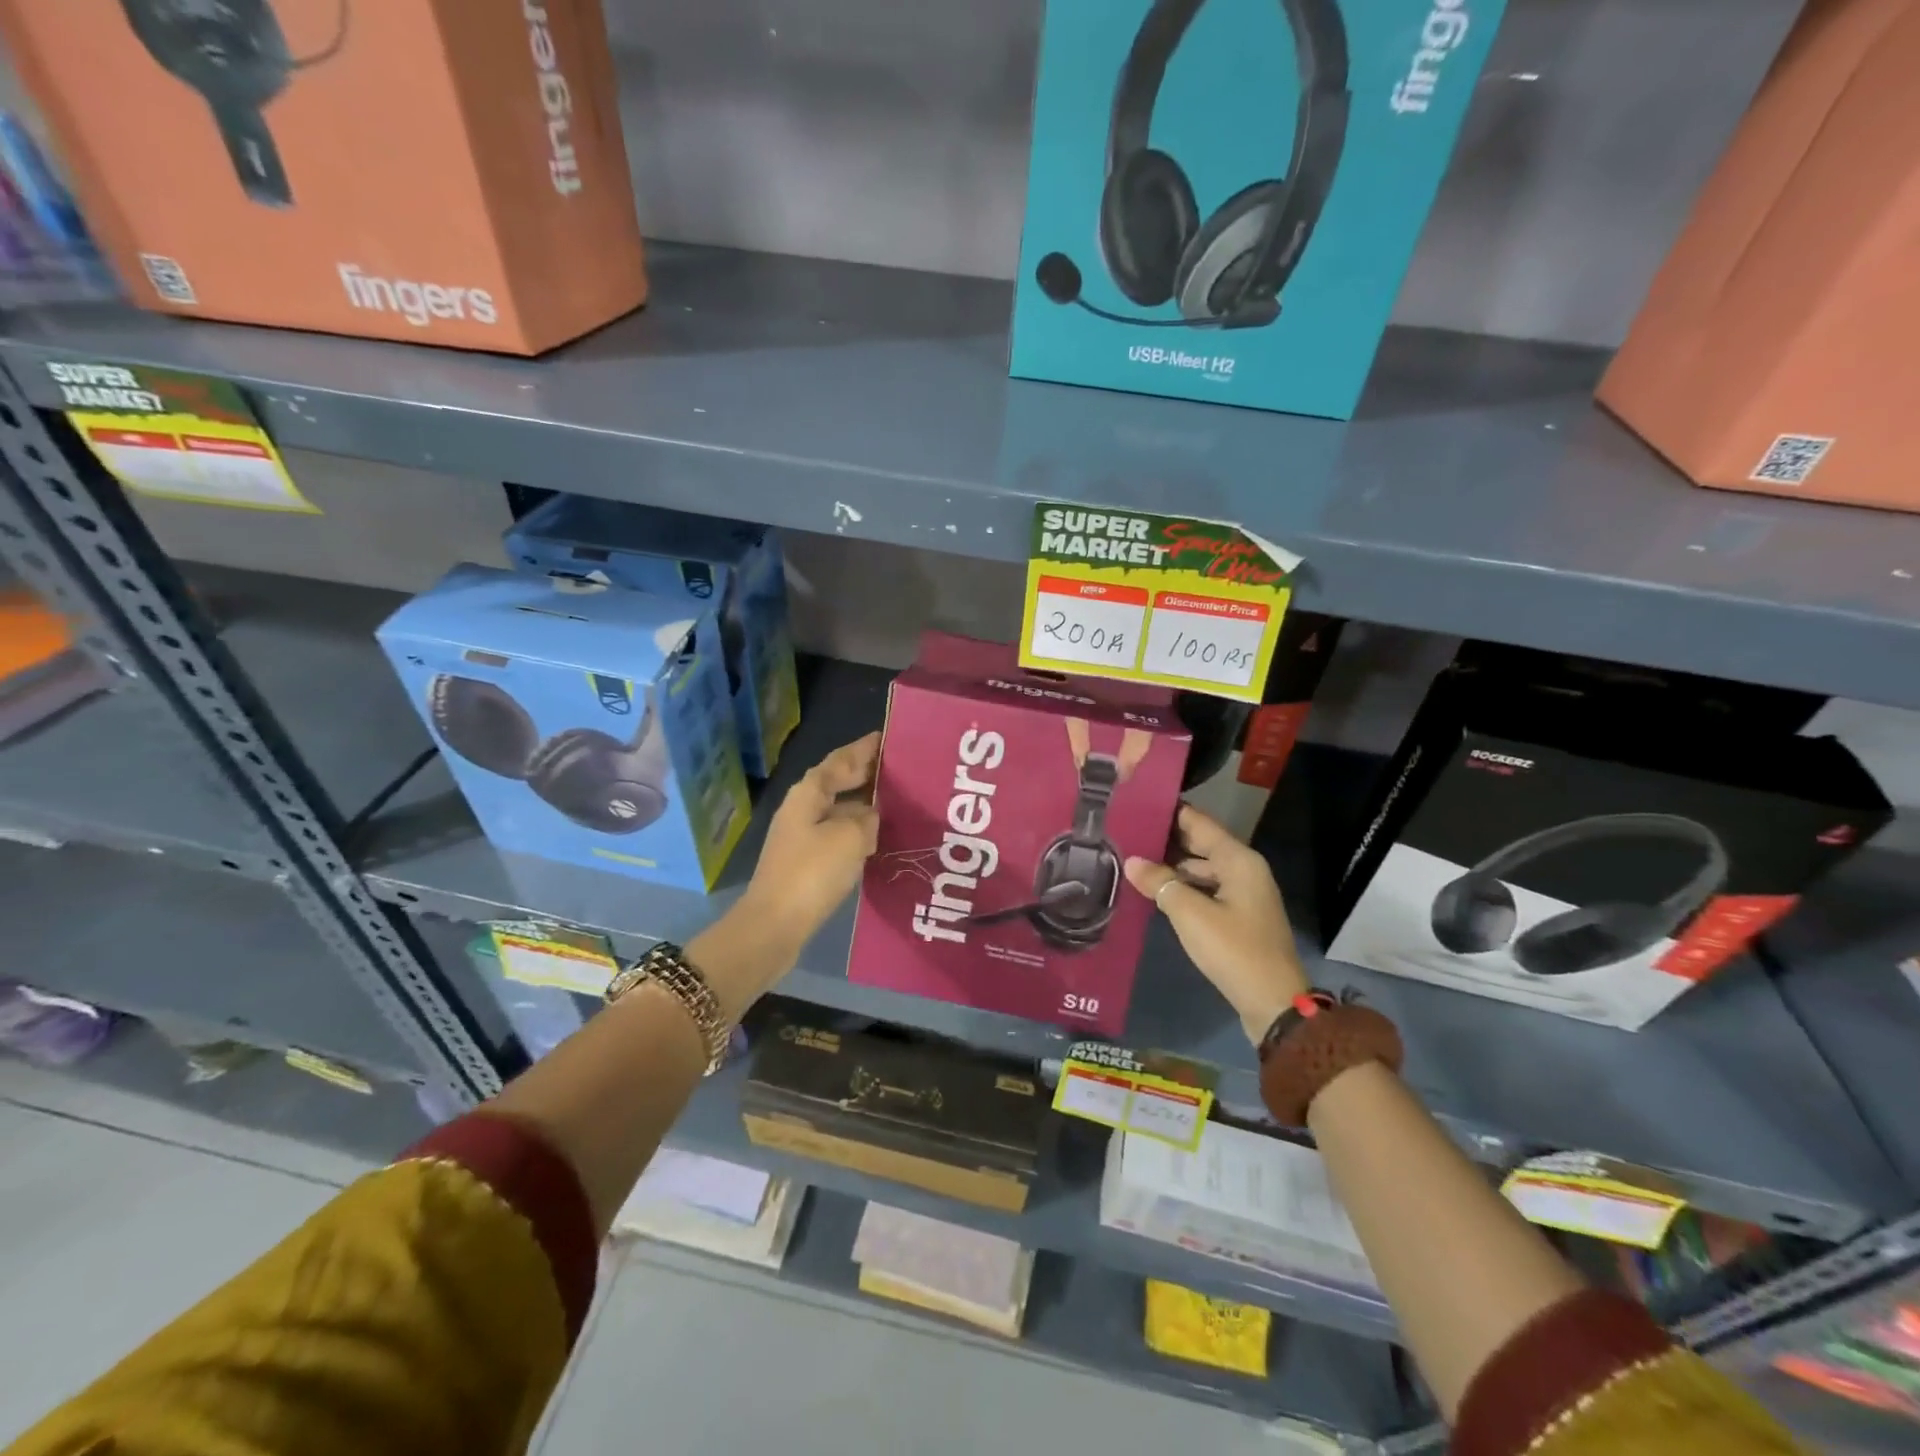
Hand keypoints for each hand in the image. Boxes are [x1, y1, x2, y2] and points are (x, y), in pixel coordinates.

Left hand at [740, 732, 880, 947]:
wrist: (775, 925)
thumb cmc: (812, 873)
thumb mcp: (850, 837)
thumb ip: (866, 818)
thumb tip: (870, 814)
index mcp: (809, 793)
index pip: (840, 760)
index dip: (863, 749)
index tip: (887, 737)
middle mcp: (802, 809)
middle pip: (837, 782)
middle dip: (865, 774)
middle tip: (899, 769)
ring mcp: (801, 837)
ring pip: (838, 810)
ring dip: (863, 804)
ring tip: (896, 803)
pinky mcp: (805, 863)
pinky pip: (836, 836)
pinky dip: (857, 831)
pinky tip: (877, 839)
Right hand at [1125, 803, 1308, 1043]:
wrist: (1273, 1002)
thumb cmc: (1234, 950)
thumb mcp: (1190, 914)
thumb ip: (1160, 883)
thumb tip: (1132, 861)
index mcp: (1238, 860)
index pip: (1199, 822)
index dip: (1169, 811)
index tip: (1137, 803)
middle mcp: (1244, 869)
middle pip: (1201, 843)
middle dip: (1166, 838)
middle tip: (1127, 831)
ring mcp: (1243, 894)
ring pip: (1202, 868)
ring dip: (1172, 865)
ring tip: (1134, 859)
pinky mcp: (1239, 916)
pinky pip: (1206, 888)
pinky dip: (1183, 885)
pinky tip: (1156, 890)